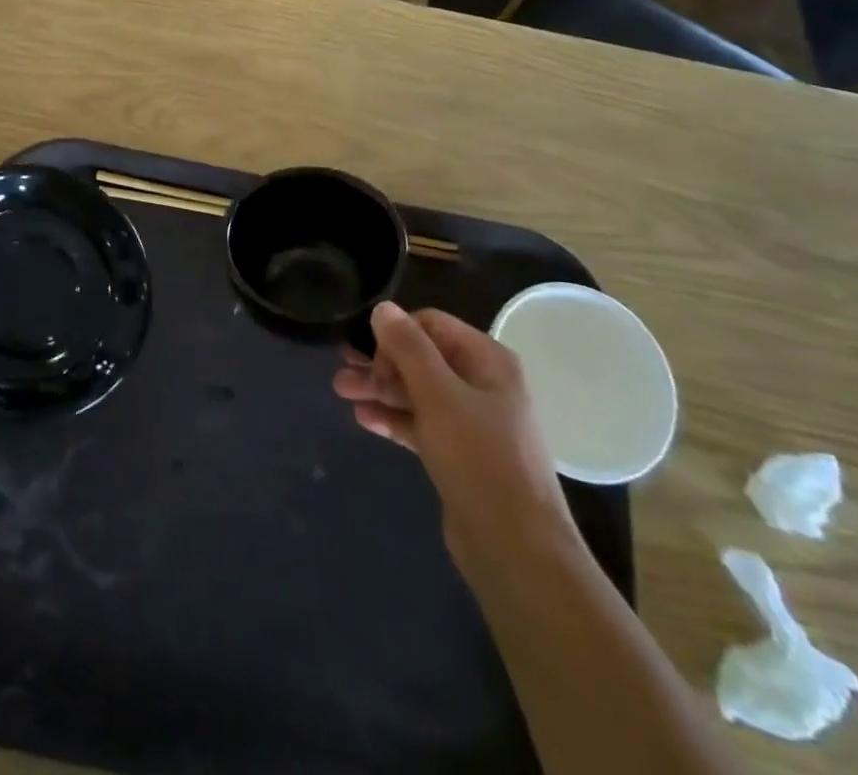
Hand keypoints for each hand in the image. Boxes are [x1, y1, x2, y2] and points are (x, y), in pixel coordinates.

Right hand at [334, 302, 575, 566]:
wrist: (516, 550)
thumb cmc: (480, 459)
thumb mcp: (438, 395)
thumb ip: (408, 348)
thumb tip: (382, 307)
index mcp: (488, 361)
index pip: (431, 324)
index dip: (397, 335)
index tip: (372, 359)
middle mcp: (482, 384)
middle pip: (421, 358)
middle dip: (380, 363)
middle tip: (341, 371)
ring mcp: (472, 422)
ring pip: (417, 392)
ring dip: (380, 389)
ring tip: (341, 392)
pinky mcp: (460, 455)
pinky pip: (421, 423)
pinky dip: (393, 418)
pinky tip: (362, 419)